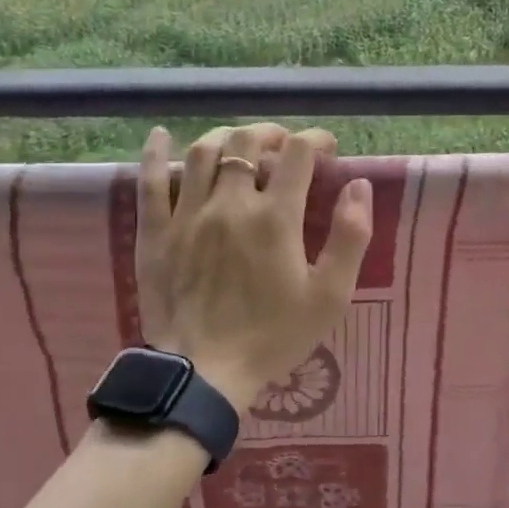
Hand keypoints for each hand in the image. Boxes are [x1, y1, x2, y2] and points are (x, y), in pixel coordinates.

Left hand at [138, 123, 371, 411]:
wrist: (203, 374)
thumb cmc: (273, 336)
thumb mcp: (330, 295)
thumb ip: (350, 236)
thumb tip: (358, 184)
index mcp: (275, 217)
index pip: (298, 153)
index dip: (315, 140)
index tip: (327, 149)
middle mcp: (230, 203)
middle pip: (246, 142)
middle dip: (271, 134)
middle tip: (284, 146)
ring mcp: (187, 215)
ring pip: (202, 152)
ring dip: (226, 137)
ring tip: (240, 144)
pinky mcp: (154, 232)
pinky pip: (150, 182)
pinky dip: (155, 153)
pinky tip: (160, 136)